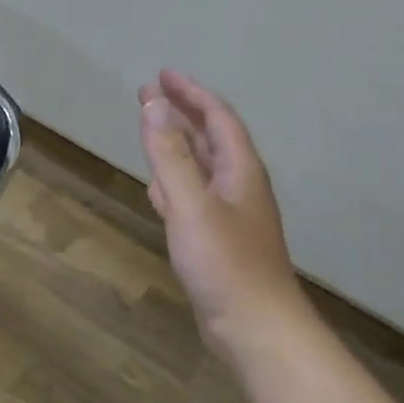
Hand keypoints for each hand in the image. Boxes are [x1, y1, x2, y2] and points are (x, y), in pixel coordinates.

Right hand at [139, 70, 309, 354]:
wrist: (255, 327)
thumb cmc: (225, 263)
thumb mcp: (192, 205)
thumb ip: (170, 155)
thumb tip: (154, 105)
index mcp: (239, 171)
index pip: (217, 119)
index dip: (191, 94)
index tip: (163, 75)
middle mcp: (237, 186)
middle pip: (209, 138)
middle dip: (181, 112)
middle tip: (148, 93)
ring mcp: (228, 214)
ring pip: (199, 167)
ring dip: (176, 144)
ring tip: (150, 128)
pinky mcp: (215, 239)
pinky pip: (191, 195)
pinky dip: (172, 181)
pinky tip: (157, 185)